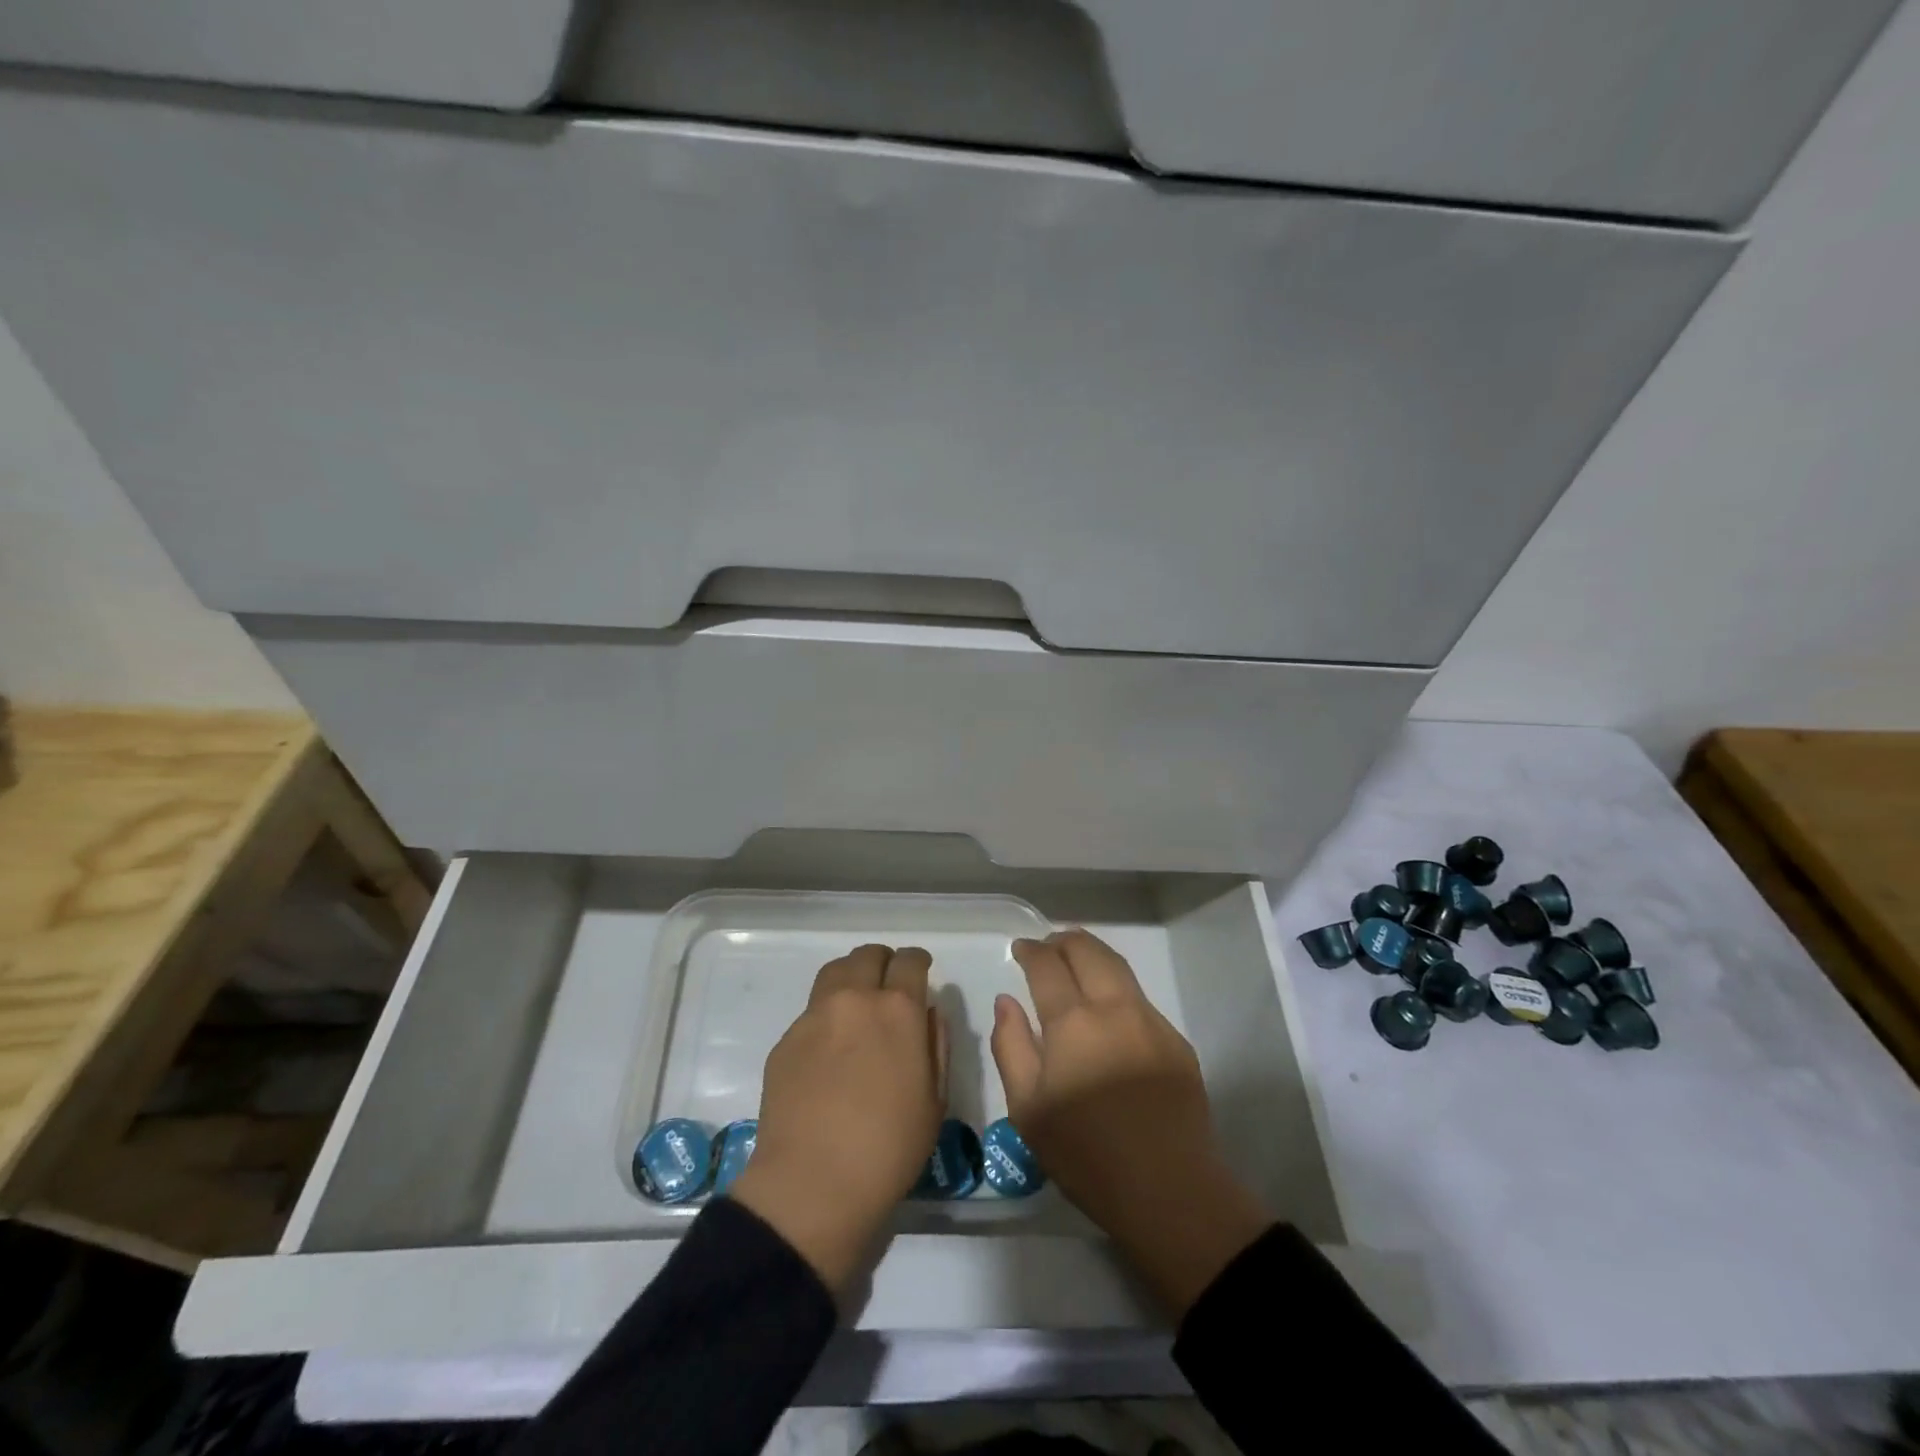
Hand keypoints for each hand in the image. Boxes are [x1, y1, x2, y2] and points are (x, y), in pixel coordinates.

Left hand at [728, 943, 946, 1295]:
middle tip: (889, 985)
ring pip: (835, 972)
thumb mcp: (935, 1100)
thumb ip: (935, 1045)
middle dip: (883, 963)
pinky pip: (812, 1010)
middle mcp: (855, 999)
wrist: (813, 1183)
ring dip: (852, 977)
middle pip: (868, 956)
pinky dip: (827, 1014)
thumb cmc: (889, 1148)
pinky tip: (830, 1047)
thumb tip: (927, 1014)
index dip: (918, 961)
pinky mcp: (787, 1039)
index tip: (920, 970)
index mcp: (898, 1010)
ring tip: (857, 1002)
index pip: (910, 960)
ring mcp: (815, 1016)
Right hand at [991, 929, 1273, 1317]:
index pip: (1047, 965)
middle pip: (1088, 951)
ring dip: (1093, 955)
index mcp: (1073, 1022)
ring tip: (1076, 959)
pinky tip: (1108, 1010)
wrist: (1168, 1190)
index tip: (1020, 948)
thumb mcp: (1027, 1109)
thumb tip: (1007, 1001)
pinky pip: (1139, 999)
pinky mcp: (1175, 1042)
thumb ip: (1010, 1045)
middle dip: (1064, 941)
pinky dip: (1116, 987)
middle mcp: (1114, 1008)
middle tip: (1048, 945)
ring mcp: (1151, 1022)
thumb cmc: (1085, 1155)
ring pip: (1118, 967)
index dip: (1031, 950)